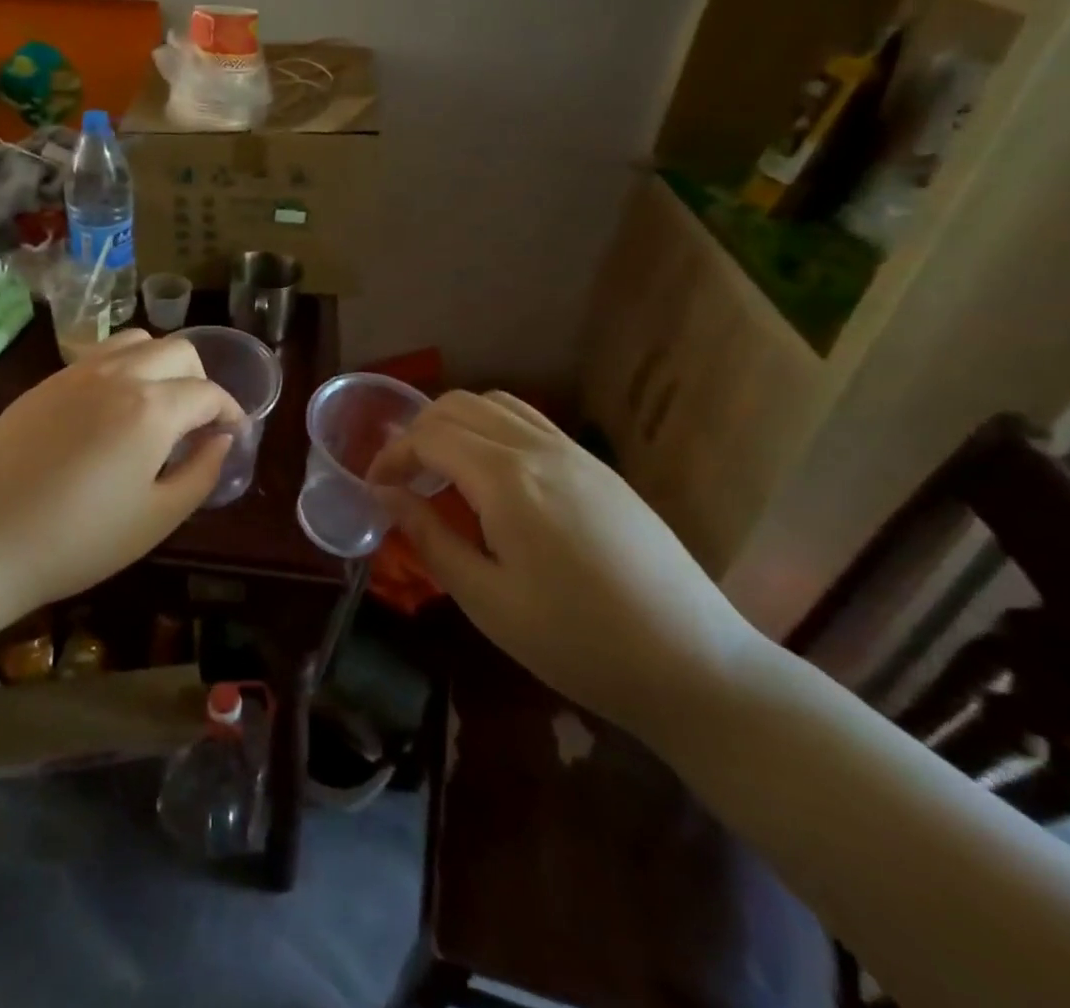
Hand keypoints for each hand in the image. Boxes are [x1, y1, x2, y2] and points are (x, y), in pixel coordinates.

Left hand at [0, 330, 244, 616]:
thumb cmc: (78, 540)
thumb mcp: (157, 518)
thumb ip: (201, 473)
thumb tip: (221, 440)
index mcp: (151, 408)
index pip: (208, 392)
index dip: (230, 411)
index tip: (233, 434)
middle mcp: (118, 374)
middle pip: (178, 350)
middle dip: (201, 379)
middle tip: (198, 421)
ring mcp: (76, 373)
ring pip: (137, 341)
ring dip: (161, 364)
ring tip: (158, 406)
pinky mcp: (46, 383)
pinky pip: (99, 356)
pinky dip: (124, 367)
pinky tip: (113, 410)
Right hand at [370, 391, 765, 743]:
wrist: (695, 665)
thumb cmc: (578, 643)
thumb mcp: (487, 600)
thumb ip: (430, 537)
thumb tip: (387, 496)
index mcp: (507, 480)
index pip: (429, 437)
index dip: (391, 456)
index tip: (374, 488)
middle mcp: (538, 448)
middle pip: (458, 406)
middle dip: (417, 431)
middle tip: (404, 479)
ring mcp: (574, 452)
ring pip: (496, 404)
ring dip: (456, 424)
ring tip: (443, 471)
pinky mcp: (598, 467)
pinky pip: (530, 422)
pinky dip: (493, 429)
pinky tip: (494, 477)